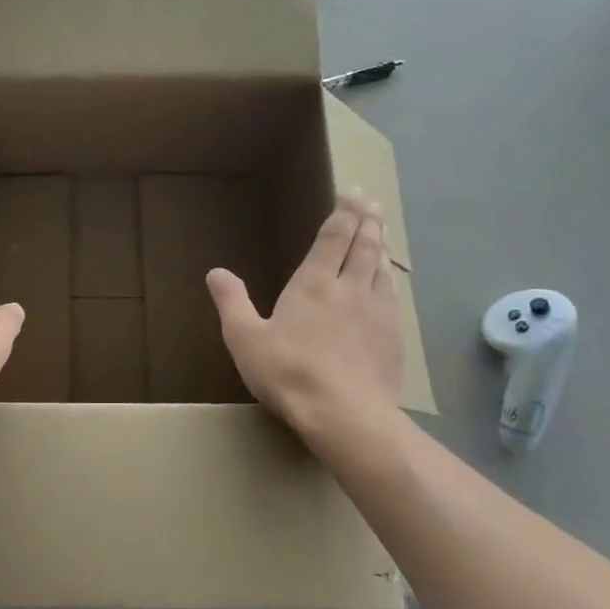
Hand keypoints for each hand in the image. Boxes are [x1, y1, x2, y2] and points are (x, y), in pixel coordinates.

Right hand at [206, 193, 404, 442]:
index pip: (333, 237)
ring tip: (381, 232)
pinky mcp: (393, 338)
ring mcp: (377, 313)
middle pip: (364, 246)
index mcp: (314, 283)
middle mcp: (350, 289)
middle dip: (366, 221)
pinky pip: (393, 296)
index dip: (343, 213)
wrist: (346, 415)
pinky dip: (390, 279)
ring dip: (381, 246)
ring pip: (382, 268)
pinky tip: (390, 283)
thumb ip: (231, 302)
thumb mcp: (245, 338)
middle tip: (371, 203)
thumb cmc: (288, 373)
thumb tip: (216, 272)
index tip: (352, 193)